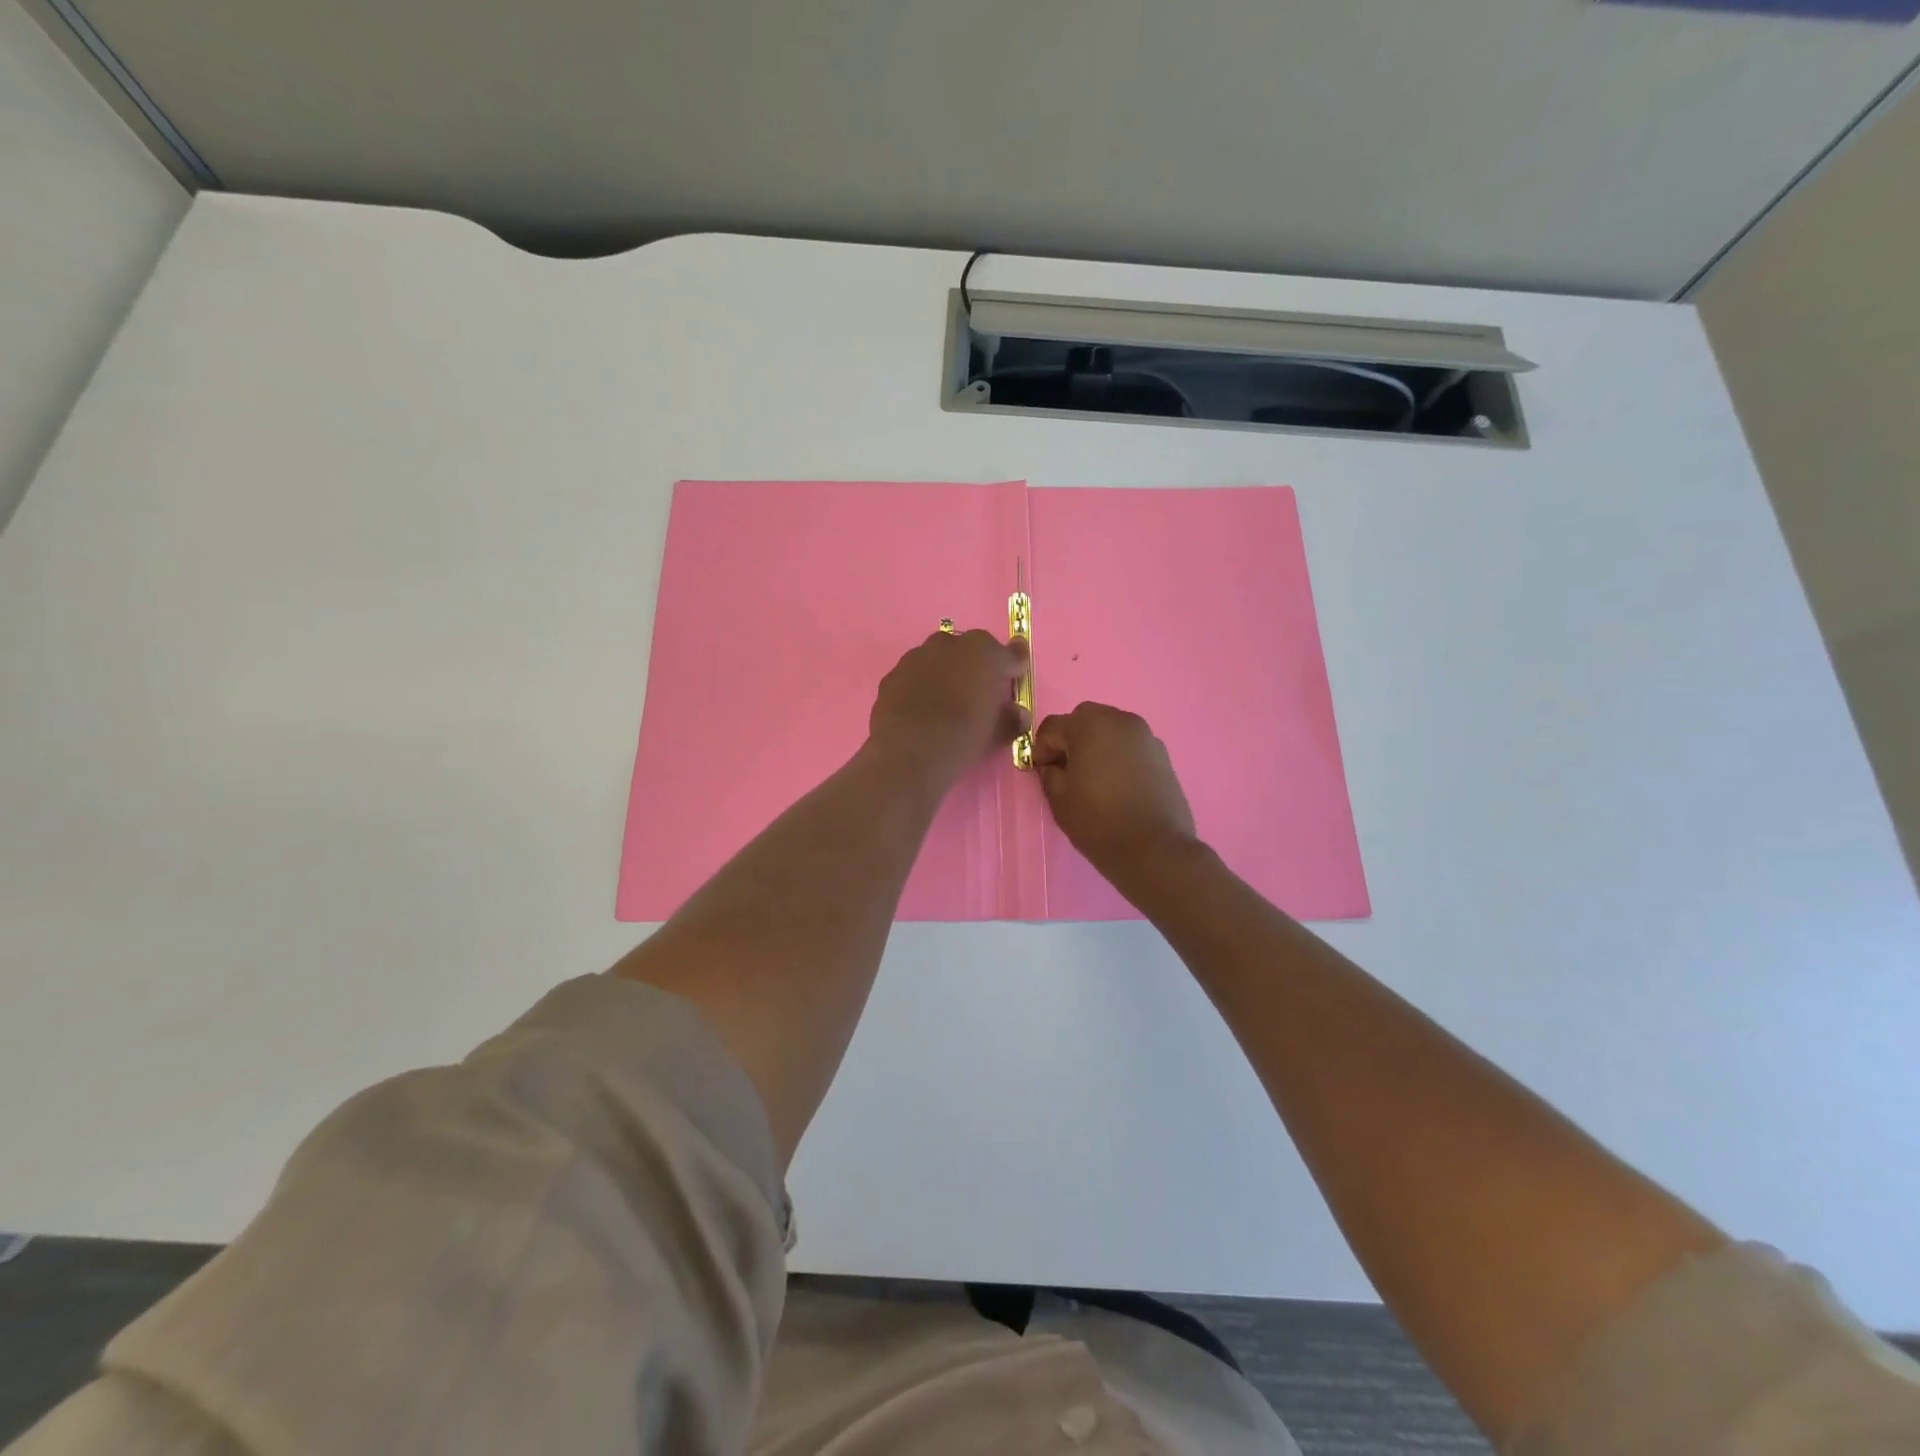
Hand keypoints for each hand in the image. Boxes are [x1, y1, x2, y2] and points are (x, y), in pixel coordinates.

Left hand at [869, 629, 1028, 785]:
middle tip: (978, 692)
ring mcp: (916, 656)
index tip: (1016, 675)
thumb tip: (1018, 714)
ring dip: (945, 673)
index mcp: (984, 652)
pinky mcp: (892, 675)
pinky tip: (920, 710)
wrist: (910, 752)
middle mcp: (950, 644)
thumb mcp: (997, 733)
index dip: (1014, 666)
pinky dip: (919, 687)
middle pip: (969, 649)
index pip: (1010, 654)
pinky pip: (913, 676)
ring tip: (946, 701)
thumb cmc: (964, 737)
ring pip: (937, 658)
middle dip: (975, 665)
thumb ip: (1011, 719)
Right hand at [1031, 702, 1196, 878]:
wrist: (1155, 849)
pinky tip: (1118, 785)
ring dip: (1096, 746)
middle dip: (1071, 740)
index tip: (1042, 774)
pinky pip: (1130, 746)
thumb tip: (1054, 766)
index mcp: (1089, 725)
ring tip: (1094, 779)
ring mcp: (1145, 736)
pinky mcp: (1162, 754)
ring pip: (1110, 730)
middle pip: (1084, 720)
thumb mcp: (1058, 799)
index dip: (1041, 750)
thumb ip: (1049, 773)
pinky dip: (1119, 756)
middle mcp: (1119, 720)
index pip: (1052, 727)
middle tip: (1068, 772)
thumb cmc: (1099, 822)